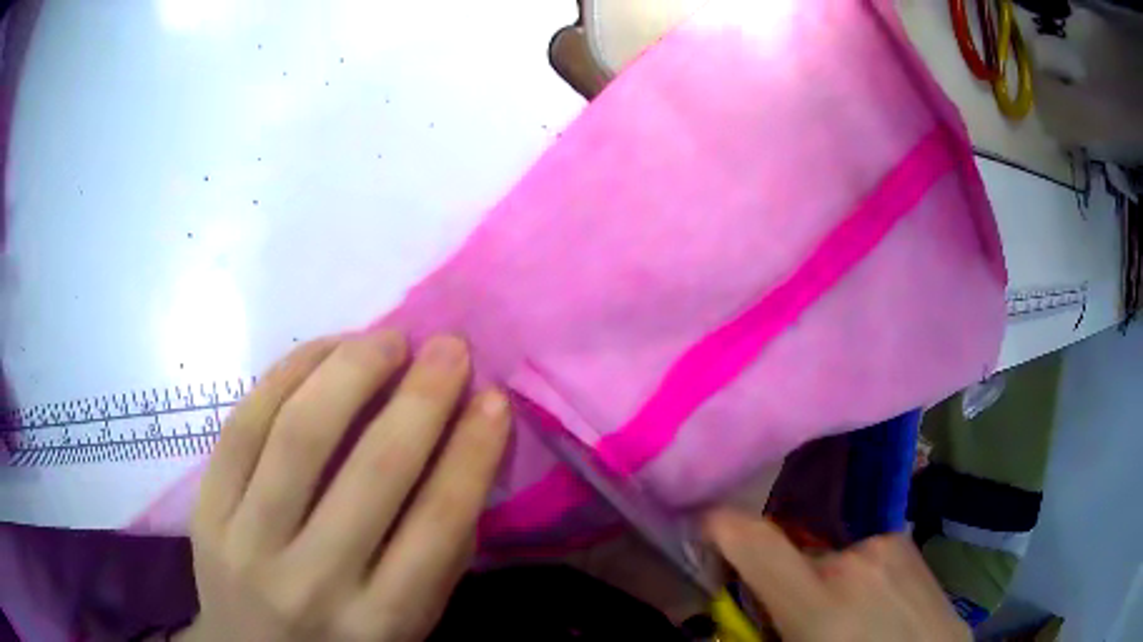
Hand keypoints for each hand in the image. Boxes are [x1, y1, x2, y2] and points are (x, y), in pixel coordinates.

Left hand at [179, 332, 509, 641]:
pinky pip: (243, 424)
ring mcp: (247, 542)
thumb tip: (462, 452)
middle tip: (450, 347)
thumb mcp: (408, 624)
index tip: (494, 398)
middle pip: (372, 472)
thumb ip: (437, 554)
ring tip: (387, 340)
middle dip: (421, 397)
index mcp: (379, 623)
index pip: (437, 526)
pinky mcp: (207, 508)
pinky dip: (288, 374)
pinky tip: (324, 350)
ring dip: (350, 370)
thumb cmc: (342, 641)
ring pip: (299, 434)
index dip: (471, 453)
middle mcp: (312, 583)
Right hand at [705, 510, 970, 641]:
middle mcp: (854, 558)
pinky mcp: (907, 541)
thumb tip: (733, 608)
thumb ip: (761, 631)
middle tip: (797, 618)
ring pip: (828, 556)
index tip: (699, 526)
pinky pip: (860, 553)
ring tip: (847, 615)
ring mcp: (887, 543)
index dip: (716, 525)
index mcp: (821, 601)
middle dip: (782, 583)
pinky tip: (875, 603)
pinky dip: (854, 573)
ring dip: (823, 581)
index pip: (752, 540)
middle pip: (790, 555)